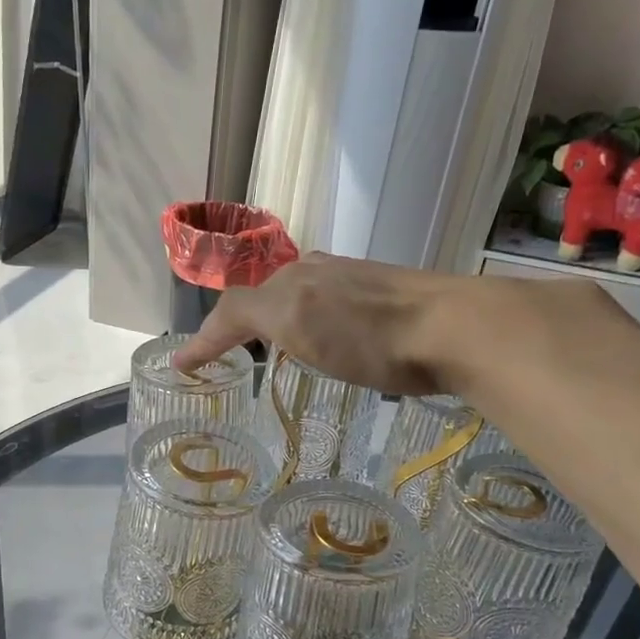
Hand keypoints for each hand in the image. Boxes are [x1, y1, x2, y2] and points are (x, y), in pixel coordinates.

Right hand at [171, 252, 463, 395]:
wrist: (455, 329)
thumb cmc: (367, 334)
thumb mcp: (295, 321)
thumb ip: (244, 316)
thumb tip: (197, 338)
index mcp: (293, 278)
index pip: (236, 306)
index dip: (208, 337)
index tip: (184, 365)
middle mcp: (319, 273)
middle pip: (267, 297)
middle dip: (243, 323)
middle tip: (229, 353)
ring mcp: (357, 284)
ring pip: (301, 301)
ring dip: (279, 323)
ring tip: (274, 353)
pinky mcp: (388, 301)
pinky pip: (333, 312)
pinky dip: (313, 328)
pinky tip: (330, 345)